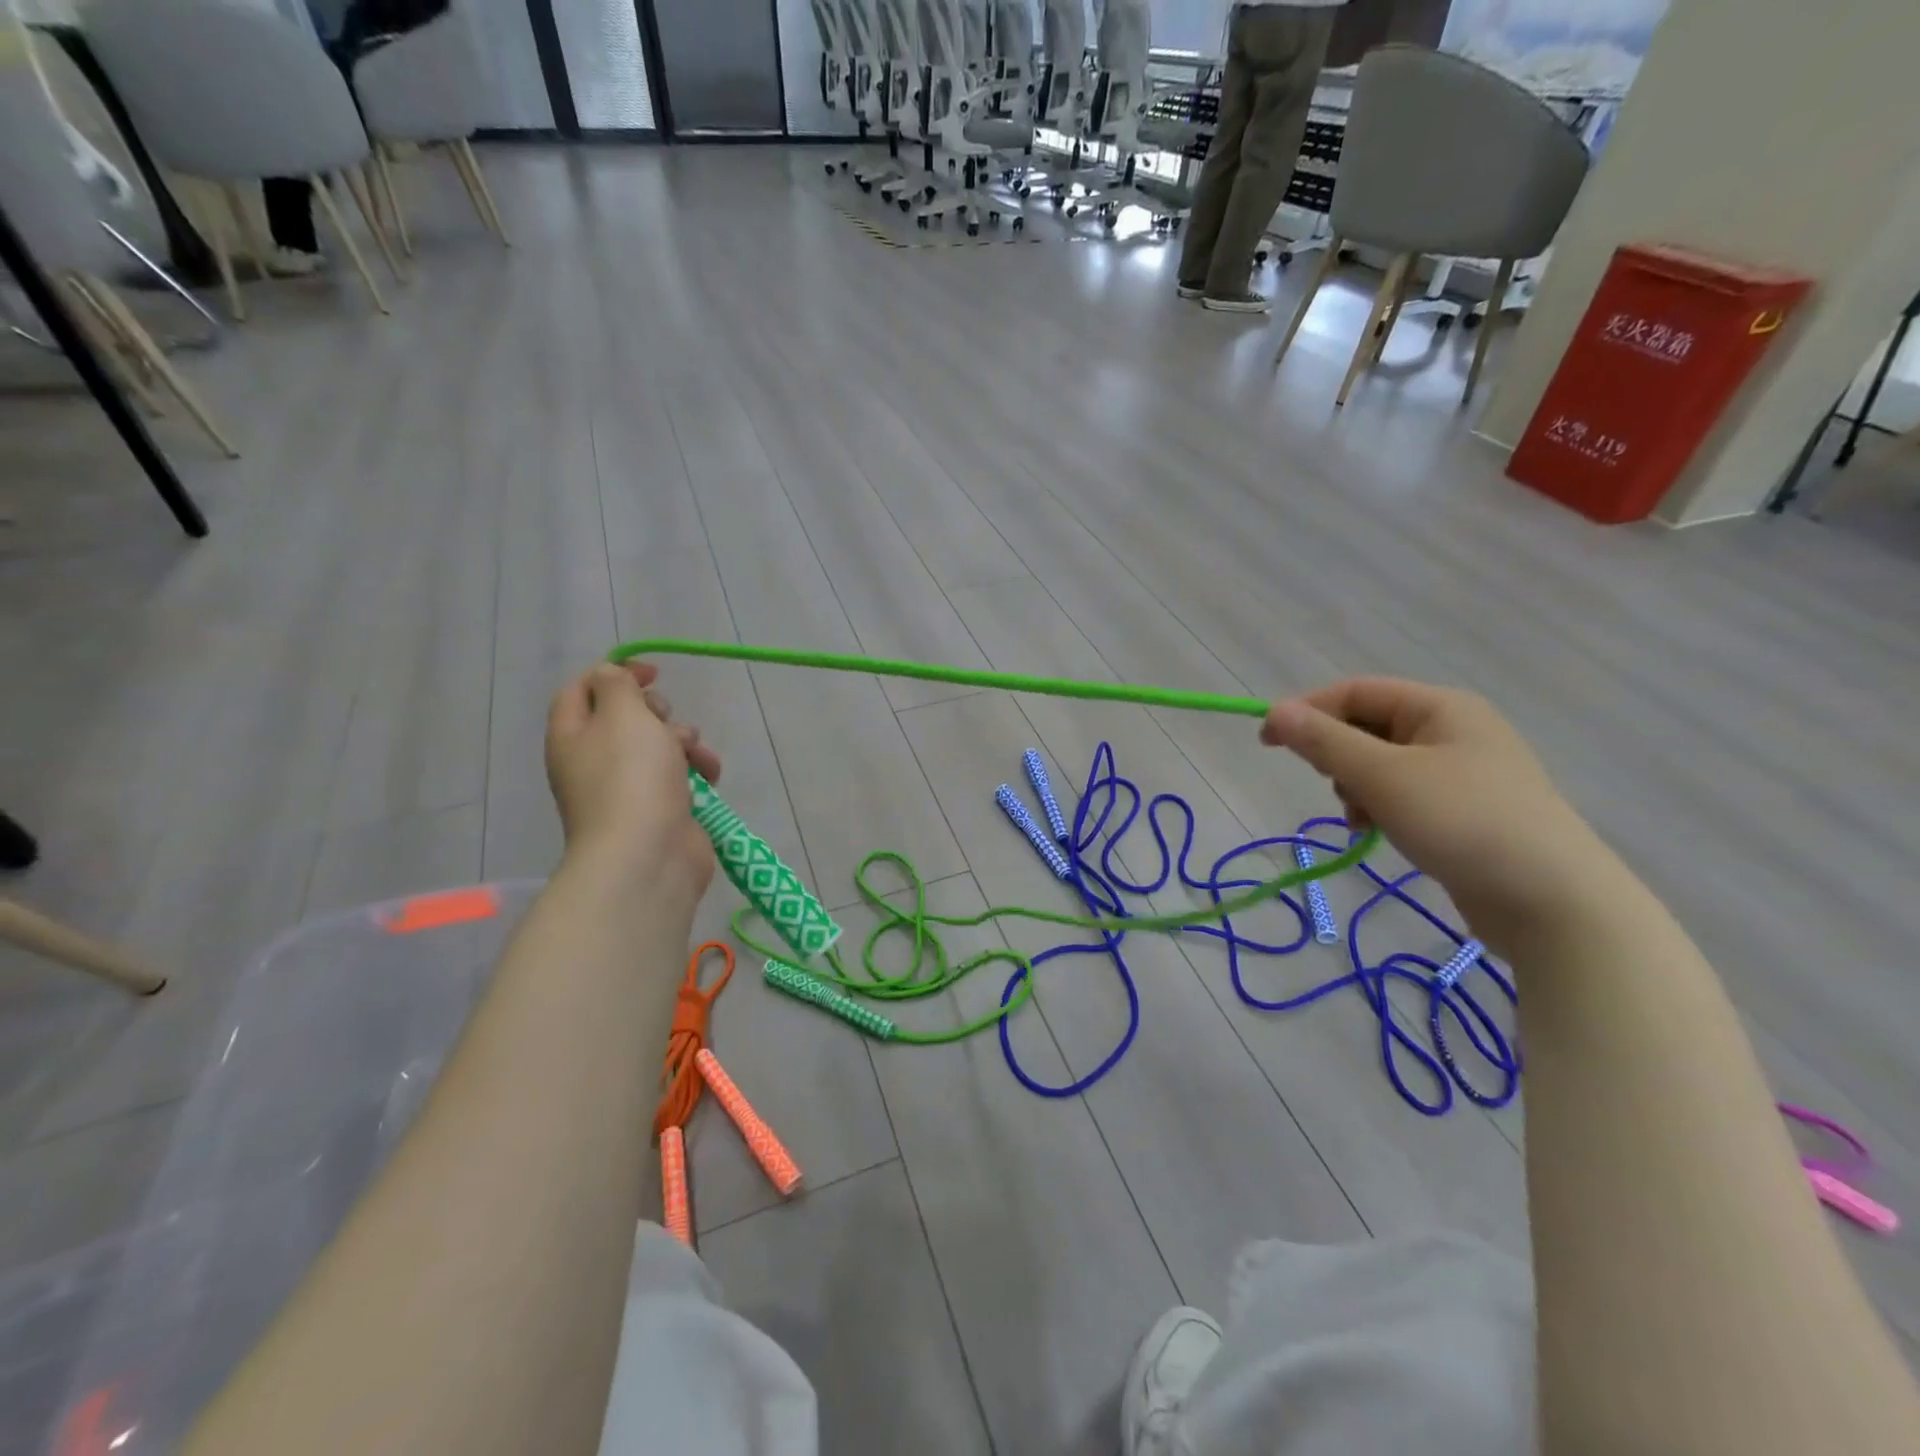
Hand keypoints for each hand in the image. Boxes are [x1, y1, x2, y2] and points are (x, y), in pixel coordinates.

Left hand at [544, 662, 721, 897]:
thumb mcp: (621, 714)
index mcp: (572, 735)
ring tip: (695, 756)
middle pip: (625, 718)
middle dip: (656, 711)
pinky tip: (709, 778)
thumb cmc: (631, 778)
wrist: (648, 856)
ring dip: (685, 742)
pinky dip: (696, 772)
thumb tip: (611, 677)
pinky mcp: (659, 809)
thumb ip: (616, 684)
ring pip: (659, 746)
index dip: (614, 673)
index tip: (652, 673)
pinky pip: (679, 777)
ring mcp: (627, 788)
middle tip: (665, 720)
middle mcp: (594, 760)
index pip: (581, 689)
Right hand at [1261, 678, 1613, 948]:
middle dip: (1337, 755)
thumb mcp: (1383, 777)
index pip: (1355, 691)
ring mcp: (1463, 772)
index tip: (1267, 742)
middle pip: (1367, 726)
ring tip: (1361, 817)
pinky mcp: (1464, 810)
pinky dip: (1379, 807)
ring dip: (1355, 786)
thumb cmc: (1463, 821)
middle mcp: (1454, 729)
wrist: (1553, 901)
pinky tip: (1376, 831)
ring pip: (1381, 763)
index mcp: (1441, 707)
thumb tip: (1274, 712)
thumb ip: (1324, 742)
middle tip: (1332, 785)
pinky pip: (1402, 793)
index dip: (1307, 711)